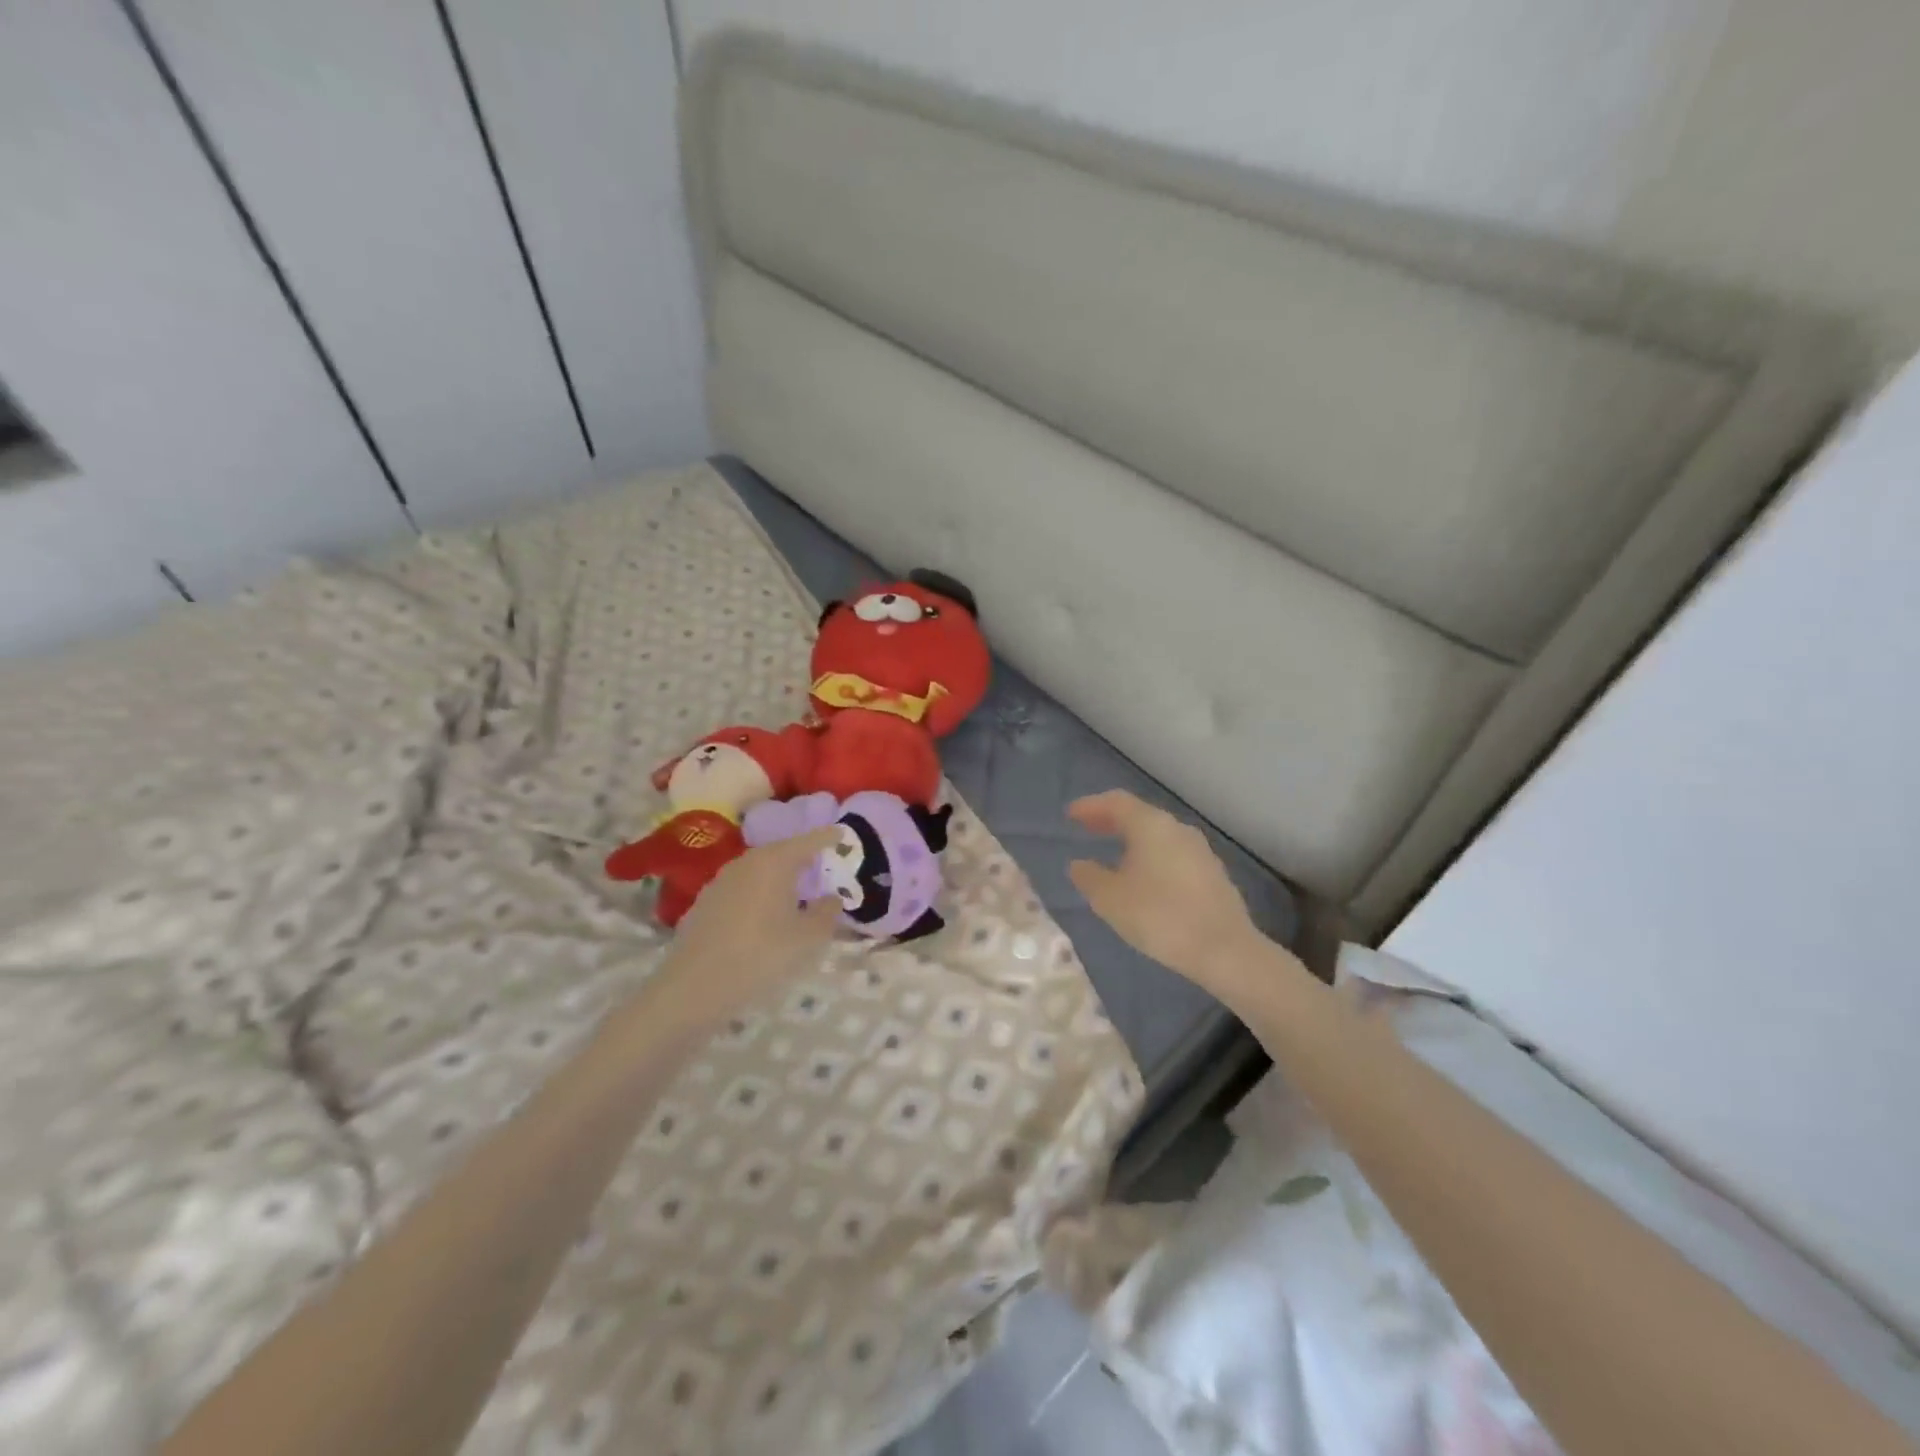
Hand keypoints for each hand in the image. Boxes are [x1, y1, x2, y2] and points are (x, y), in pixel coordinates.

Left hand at [645, 829, 843, 1025]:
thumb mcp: (806, 939)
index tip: (843, 834)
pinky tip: (766, 915)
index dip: (828, 837)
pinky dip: (761, 893)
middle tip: (824, 866)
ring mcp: (722, 880)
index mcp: (774, 862)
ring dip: (781, 877)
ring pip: (761, 870)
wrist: (693, 988)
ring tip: (798, 892)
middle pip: (782, 852)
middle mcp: (747, 862)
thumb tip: (832, 898)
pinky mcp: (706, 902)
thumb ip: (826, 914)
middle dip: (804, 858)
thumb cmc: (759, 956)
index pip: (809, 841)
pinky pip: (744, 887)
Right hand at [1067, 791, 1279, 1001]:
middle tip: (1087, 828)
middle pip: (1139, 815)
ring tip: (1113, 854)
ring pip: (1158, 835)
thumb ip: (1089, 877)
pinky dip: (1152, 857)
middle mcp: (1177, 829)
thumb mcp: (1110, 899)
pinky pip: (1173, 854)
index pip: (1116, 802)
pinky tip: (1145, 878)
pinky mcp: (1212, 874)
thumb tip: (1079, 864)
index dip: (1090, 806)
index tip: (1070, 814)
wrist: (1224, 949)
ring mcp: (1200, 851)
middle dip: (1110, 820)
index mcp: (1150, 825)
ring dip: (1133, 839)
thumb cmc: (1159, 916)